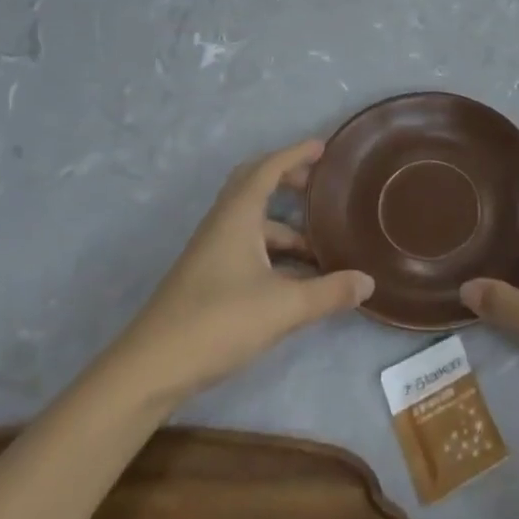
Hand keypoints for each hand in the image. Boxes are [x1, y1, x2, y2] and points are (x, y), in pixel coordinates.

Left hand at [115, 140, 371, 405]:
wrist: (149, 370)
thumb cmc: (217, 322)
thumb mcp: (283, 307)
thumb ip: (329, 292)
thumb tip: (368, 282)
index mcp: (238, 215)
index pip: (268, 168)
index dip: (296, 154)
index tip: (323, 148)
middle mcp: (223, 225)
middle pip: (254, 185)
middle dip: (287, 180)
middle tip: (318, 186)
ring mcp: (211, 252)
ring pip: (252, 222)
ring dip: (284, 225)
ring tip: (320, 244)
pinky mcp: (207, 278)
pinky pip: (247, 246)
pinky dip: (273, 250)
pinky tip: (295, 279)